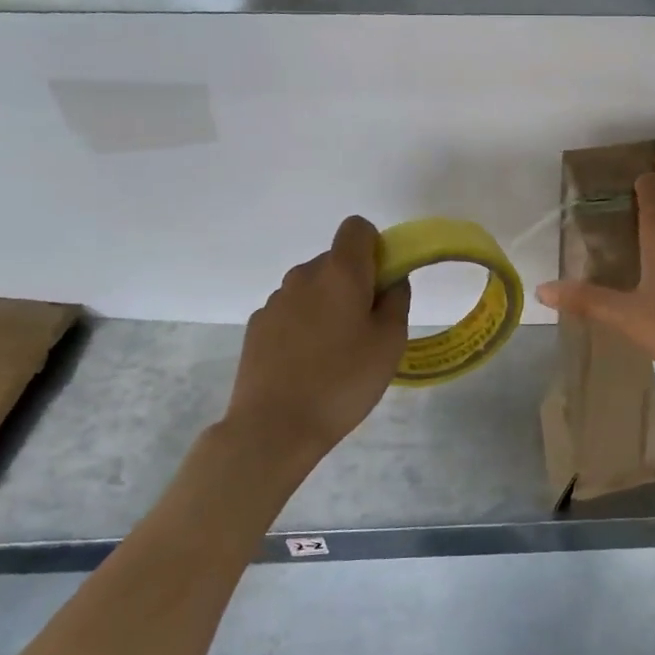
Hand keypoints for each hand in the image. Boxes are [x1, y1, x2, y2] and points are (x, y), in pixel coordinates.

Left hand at [225, 216, 409, 459]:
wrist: (274, 427)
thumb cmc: (343, 381)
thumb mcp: (389, 343)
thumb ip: (397, 301)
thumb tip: (392, 280)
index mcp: (340, 272)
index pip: (356, 228)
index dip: (375, 248)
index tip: (382, 285)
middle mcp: (303, 275)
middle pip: (335, 260)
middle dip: (354, 283)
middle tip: (366, 329)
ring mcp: (275, 300)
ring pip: (312, 287)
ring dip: (328, 305)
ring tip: (335, 353)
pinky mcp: (257, 326)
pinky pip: (291, 311)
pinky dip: (304, 325)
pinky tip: (307, 364)